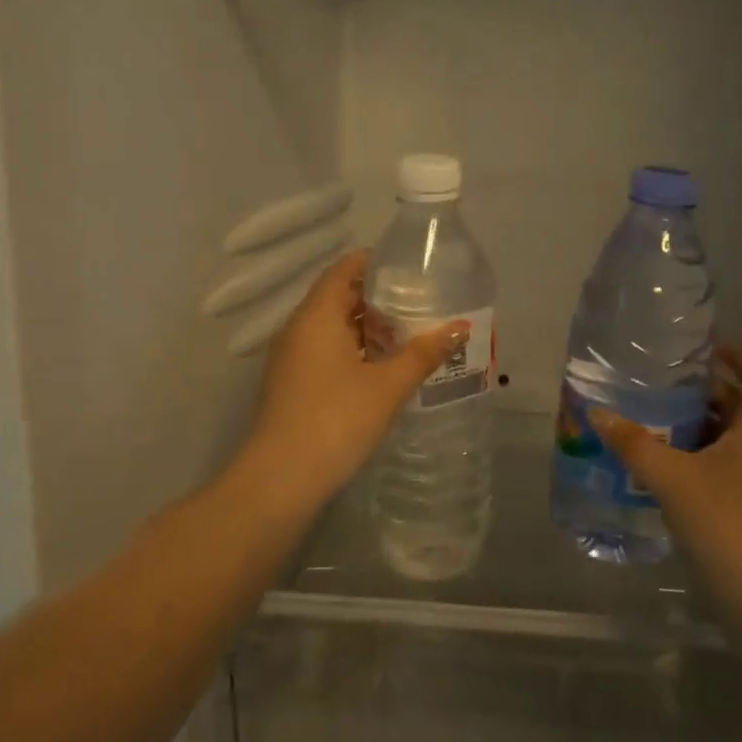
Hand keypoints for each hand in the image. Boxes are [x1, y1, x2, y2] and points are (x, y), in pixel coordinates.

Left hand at [237, 249, 468, 510]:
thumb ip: (423, 353)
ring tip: (408, 334)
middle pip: (338, 296)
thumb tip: (460, 327)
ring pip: (332, 327)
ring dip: (366, 327)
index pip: (344, 269)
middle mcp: (299, 328)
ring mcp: (291, 357)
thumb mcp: (388, 386)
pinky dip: (353, 349)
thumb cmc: (336, 420)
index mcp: (317, 315)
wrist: (281, 479)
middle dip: (377, 297)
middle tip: (419, 302)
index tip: (409, 266)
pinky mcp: (292, 383)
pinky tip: (381, 368)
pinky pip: (325, 350)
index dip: (375, 262)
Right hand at [592, 345, 741, 607]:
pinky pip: (725, 471)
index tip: (705, 347)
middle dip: (705, 392)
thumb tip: (598, 413)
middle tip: (662, 384)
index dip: (740, 356)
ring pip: (731, 442)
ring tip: (654, 421)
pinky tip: (664, 469)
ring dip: (698, 429)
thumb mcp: (672, 478)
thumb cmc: (727, 524)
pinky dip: (698, 461)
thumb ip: (634, 444)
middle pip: (741, 408)